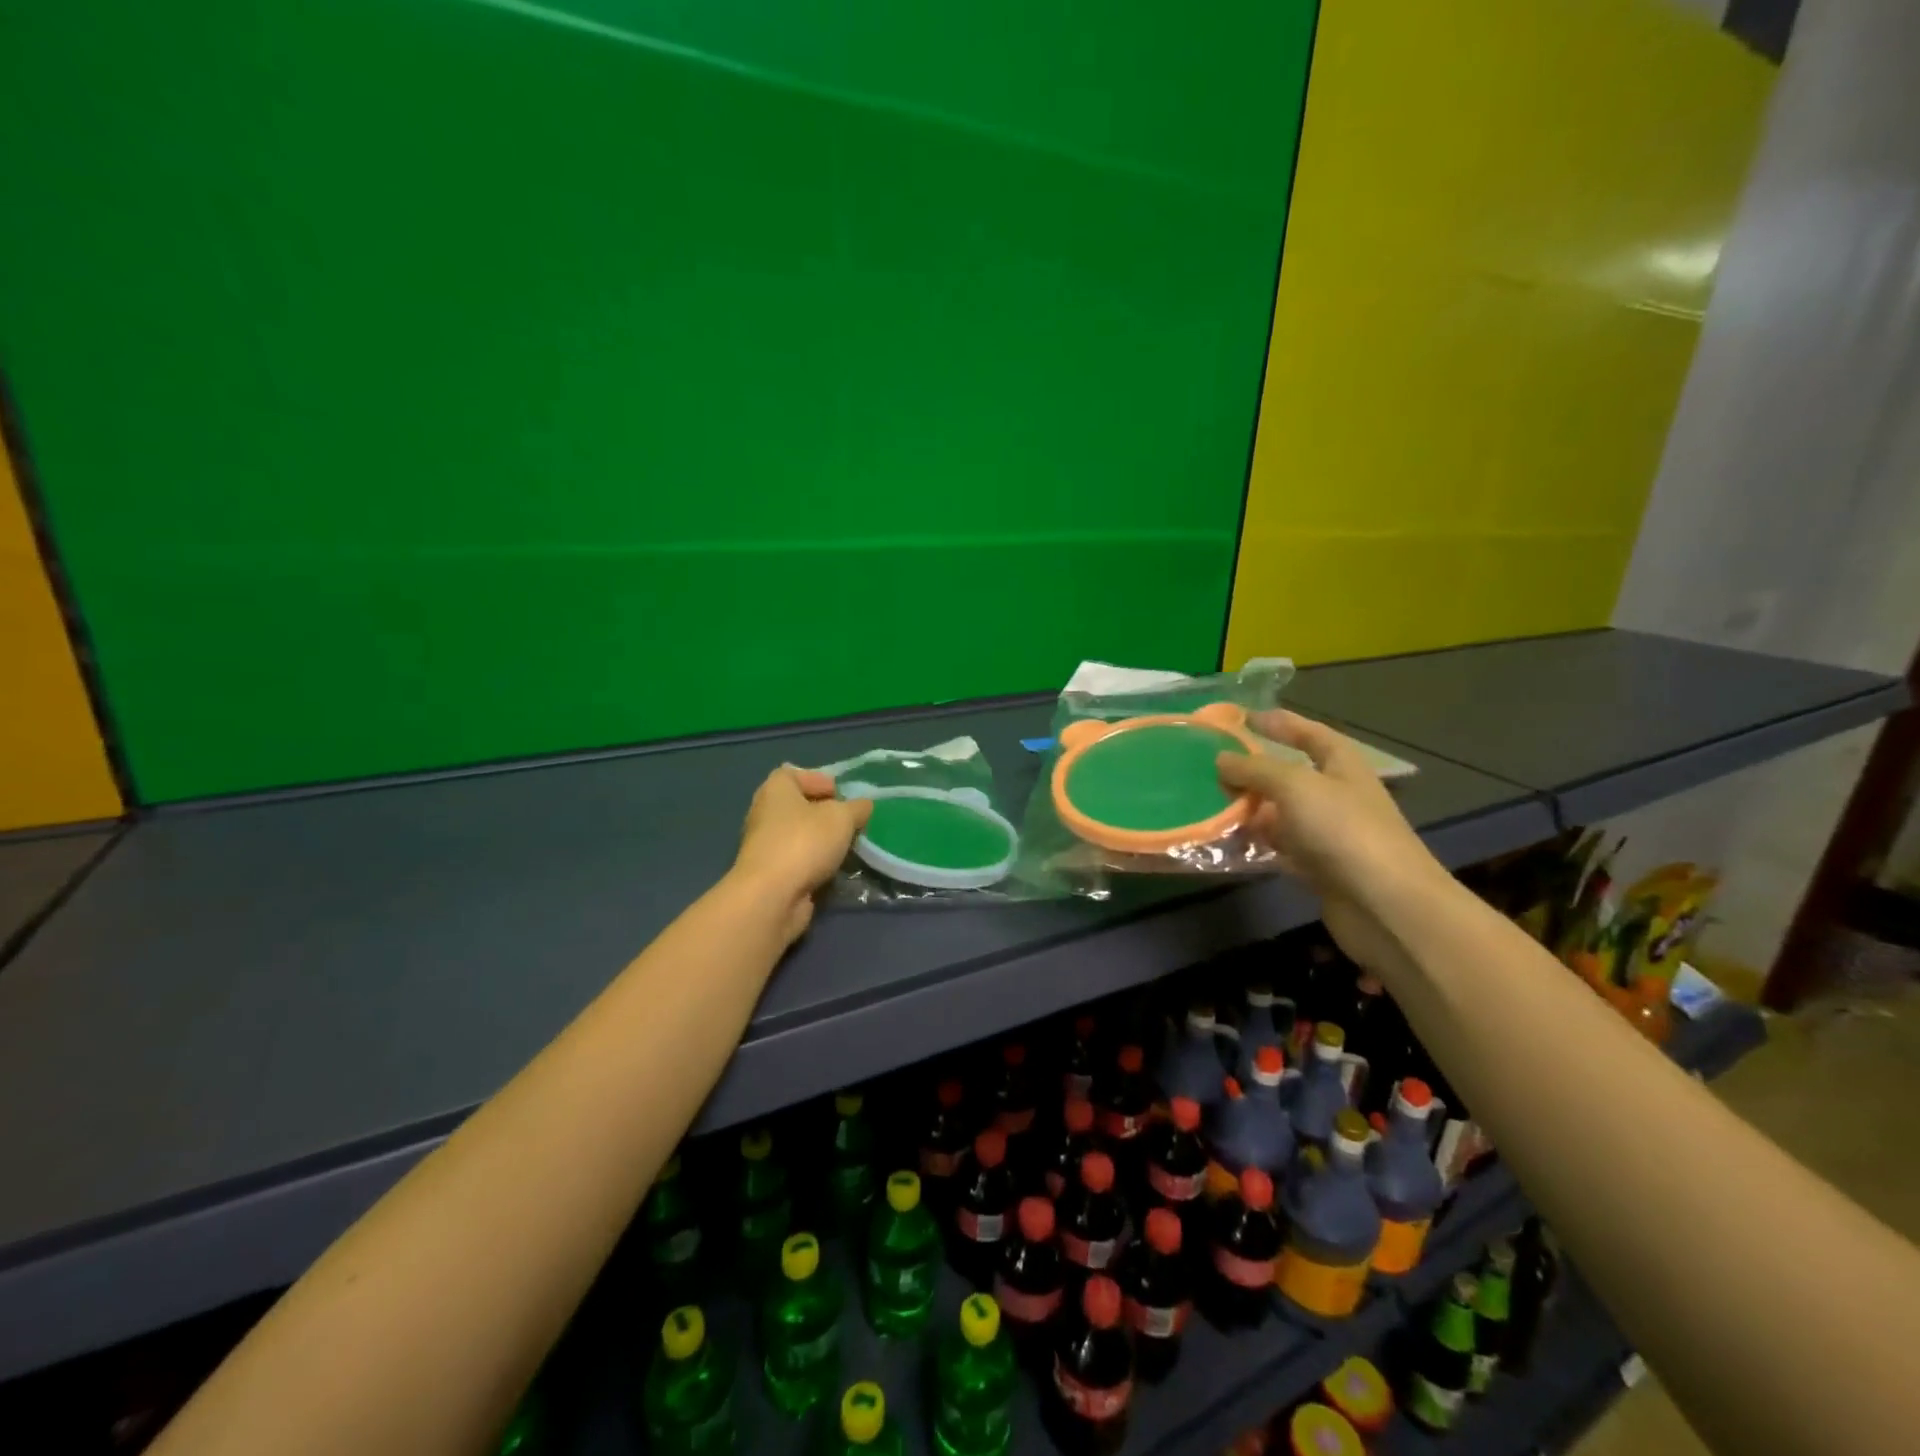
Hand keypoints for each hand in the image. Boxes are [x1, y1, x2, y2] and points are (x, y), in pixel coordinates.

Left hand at [732, 767, 871, 942]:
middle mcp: (764, 813)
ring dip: (821, 840)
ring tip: (846, 847)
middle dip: (824, 813)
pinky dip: (814, 863)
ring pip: (798, 836)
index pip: (793, 773)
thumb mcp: (842, 818)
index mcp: (775, 790)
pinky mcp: (769, 874)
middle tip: (848, 821)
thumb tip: (863, 806)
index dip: (817, 779)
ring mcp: (764, 846)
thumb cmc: (804, 843)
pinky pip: (797, 861)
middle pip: (797, 806)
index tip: (839, 794)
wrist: (772, 897)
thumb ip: (857, 808)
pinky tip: (834, 869)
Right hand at [1216, 711, 1444, 968]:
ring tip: (1207, 804)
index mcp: (1342, 765)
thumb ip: (1255, 769)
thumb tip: (1221, 760)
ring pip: (1280, 814)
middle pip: (1290, 776)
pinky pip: (1278, 848)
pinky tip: (1225, 841)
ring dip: (1249, 809)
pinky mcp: (1317, 868)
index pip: (1310, 734)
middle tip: (1212, 769)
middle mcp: (1337, 795)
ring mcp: (1328, 834)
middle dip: (1254, 771)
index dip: (1281, 723)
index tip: (1245, 718)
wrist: (1385, 905)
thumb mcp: (1295, 786)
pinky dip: (1254, 843)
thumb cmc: (1344, 830)